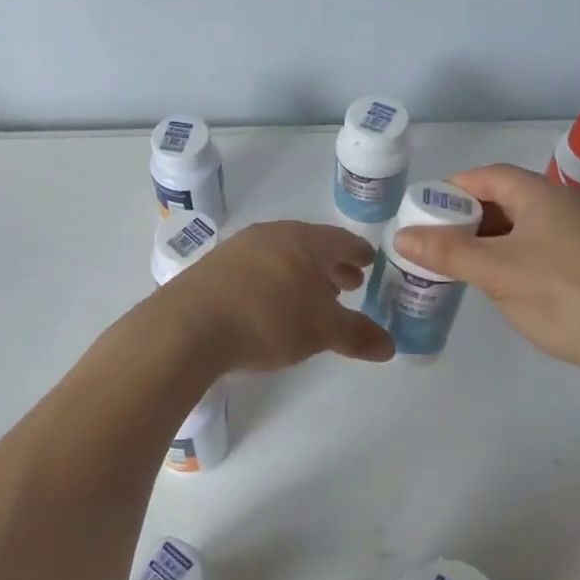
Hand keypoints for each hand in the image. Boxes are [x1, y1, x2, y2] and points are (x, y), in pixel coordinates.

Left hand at [162, 221, 395, 371]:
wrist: (189, 325)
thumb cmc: (267, 319)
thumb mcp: (320, 331)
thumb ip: (357, 335)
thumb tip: (391, 345)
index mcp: (303, 240)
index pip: (341, 240)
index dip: (358, 253)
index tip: (370, 261)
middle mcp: (271, 234)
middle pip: (311, 246)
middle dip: (332, 265)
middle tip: (349, 283)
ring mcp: (239, 247)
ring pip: (282, 256)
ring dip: (302, 274)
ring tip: (313, 296)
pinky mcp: (214, 267)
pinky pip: (257, 268)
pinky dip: (275, 281)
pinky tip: (272, 304)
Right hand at [392, 164, 579, 373]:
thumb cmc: (564, 297)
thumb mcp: (496, 273)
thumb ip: (447, 252)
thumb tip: (401, 235)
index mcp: (544, 195)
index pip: (489, 175)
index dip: (453, 189)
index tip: (425, 213)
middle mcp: (569, 204)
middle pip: (508, 198)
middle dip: (470, 218)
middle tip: (440, 244)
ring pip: (528, 225)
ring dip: (493, 240)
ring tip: (467, 267)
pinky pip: (547, 246)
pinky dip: (519, 256)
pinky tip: (510, 285)